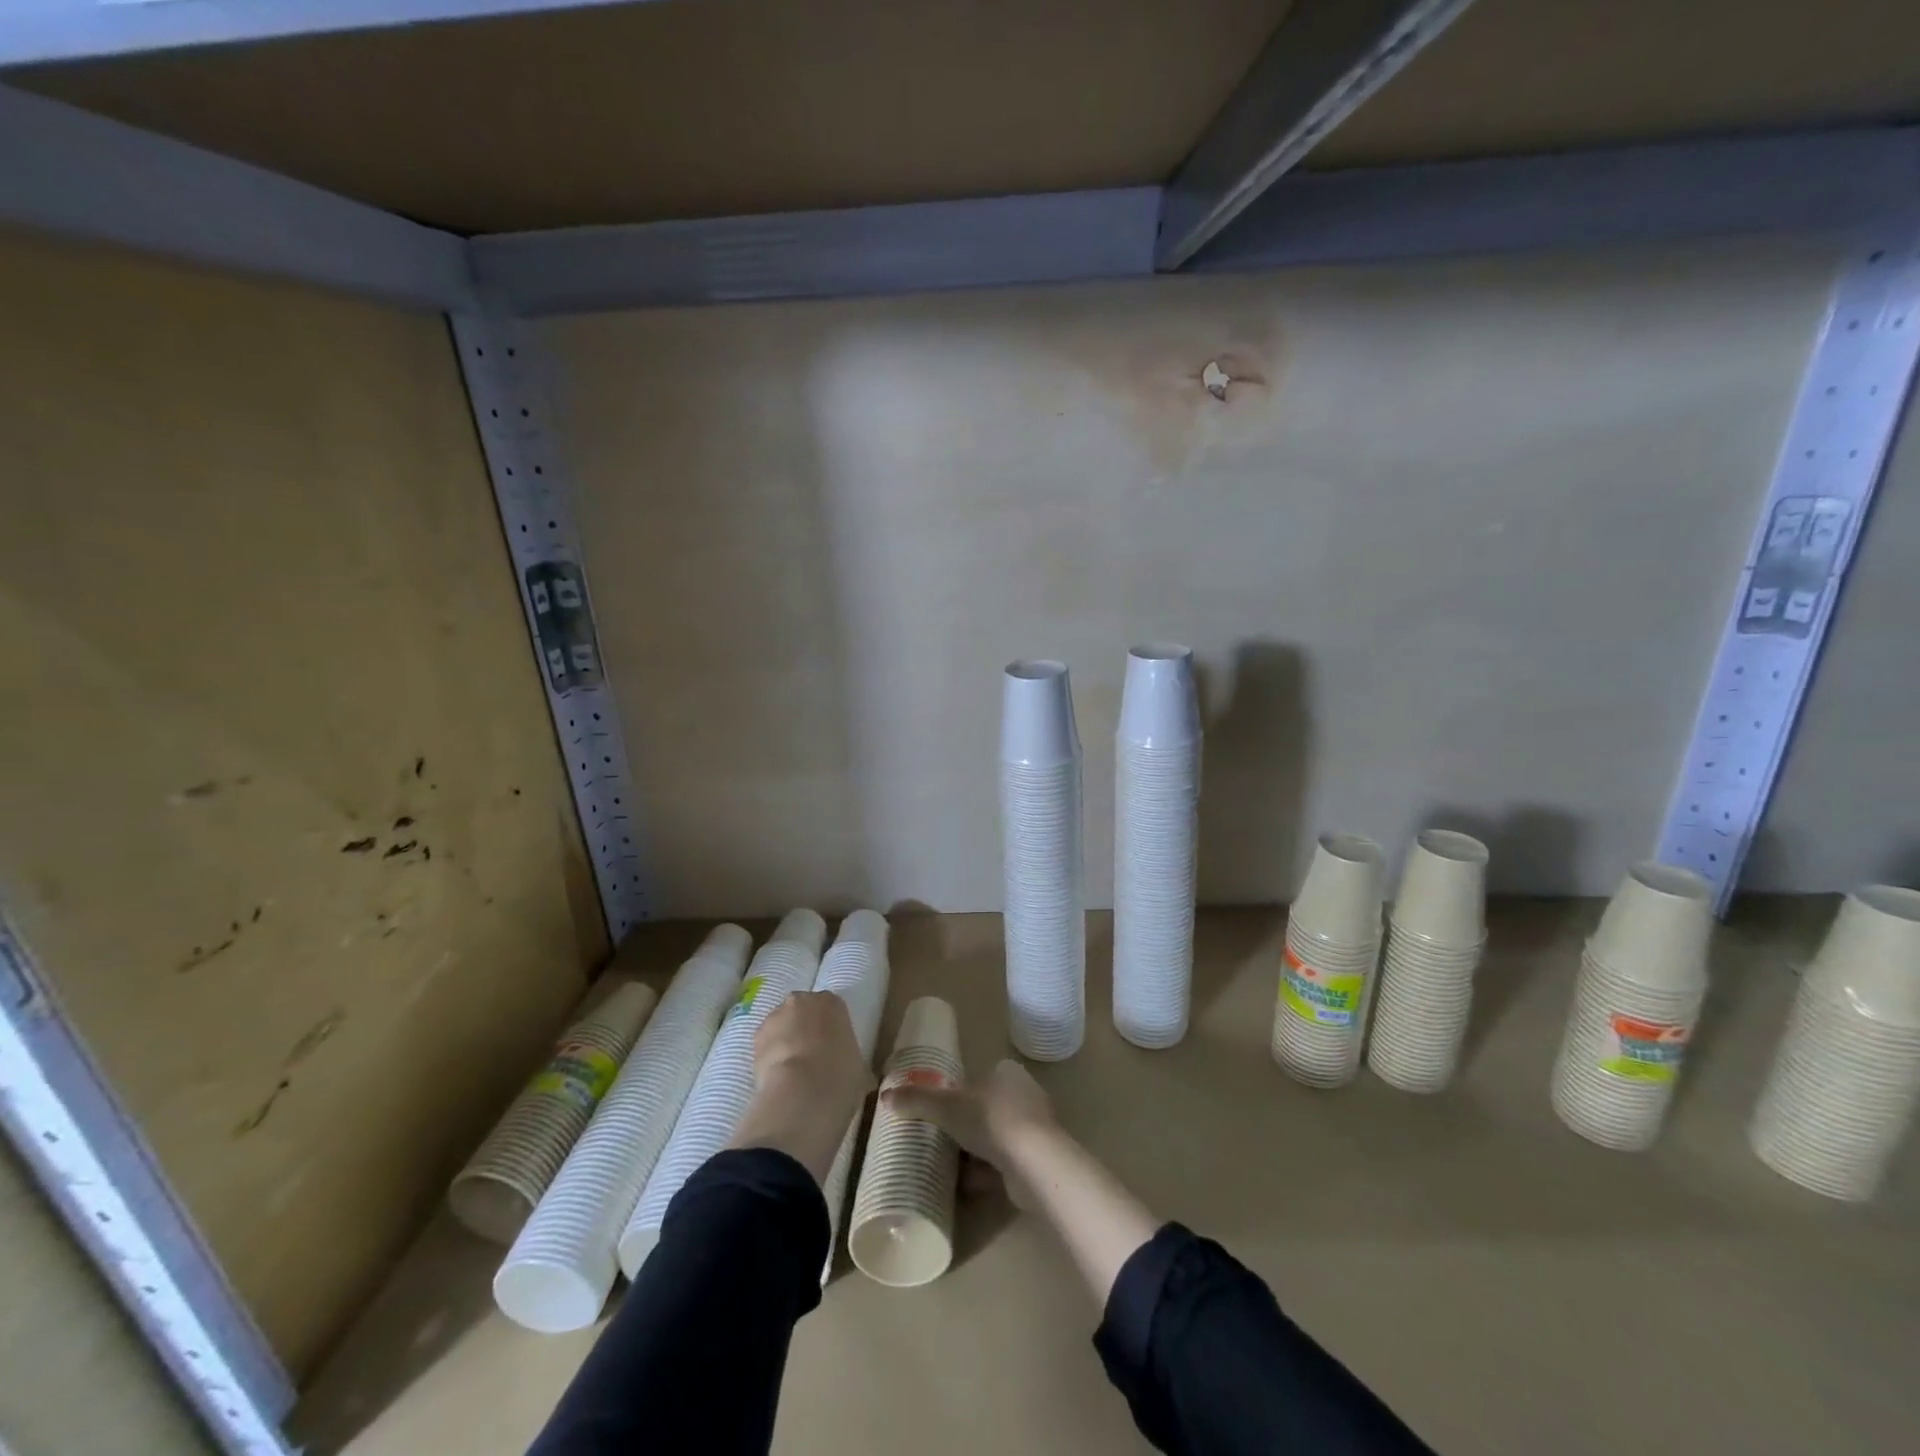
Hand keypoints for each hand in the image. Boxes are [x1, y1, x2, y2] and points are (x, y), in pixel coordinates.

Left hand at [729, 991, 873, 1184]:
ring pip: (781, 1025)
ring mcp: (776, 1016)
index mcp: (832, 1002)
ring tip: (792, 1072)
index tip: (833, 1048)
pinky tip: (777, 1078)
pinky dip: (770, 1057)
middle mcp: (803, 1000)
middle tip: (812, 1057)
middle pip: (803, 1011)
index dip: (831, 1028)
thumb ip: (852, 1060)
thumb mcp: (858, 1067)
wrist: (803, 1090)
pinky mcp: (756, 1037)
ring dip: (785, 1041)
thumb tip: (853, 1074)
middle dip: (805, 1028)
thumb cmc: (841, 1074)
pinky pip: (766, 1044)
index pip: (831, 1008)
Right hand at [883, 1059, 1056, 1208]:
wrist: (1034, 1163)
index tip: (943, 1111)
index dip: (961, 1094)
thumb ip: (917, 1100)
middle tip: (942, 1141)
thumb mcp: (946, 1107)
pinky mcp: (1039, 1159)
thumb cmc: (991, 1120)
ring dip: (977, 1153)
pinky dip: (988, 1173)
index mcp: (1008, 1073)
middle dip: (967, 1127)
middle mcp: (1025, 1095)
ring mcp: (1035, 1128)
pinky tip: (968, 1185)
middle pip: (988, 1109)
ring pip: (997, 1138)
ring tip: (951, 1166)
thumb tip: (884, 1096)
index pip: (981, 1077)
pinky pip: (1006, 1163)